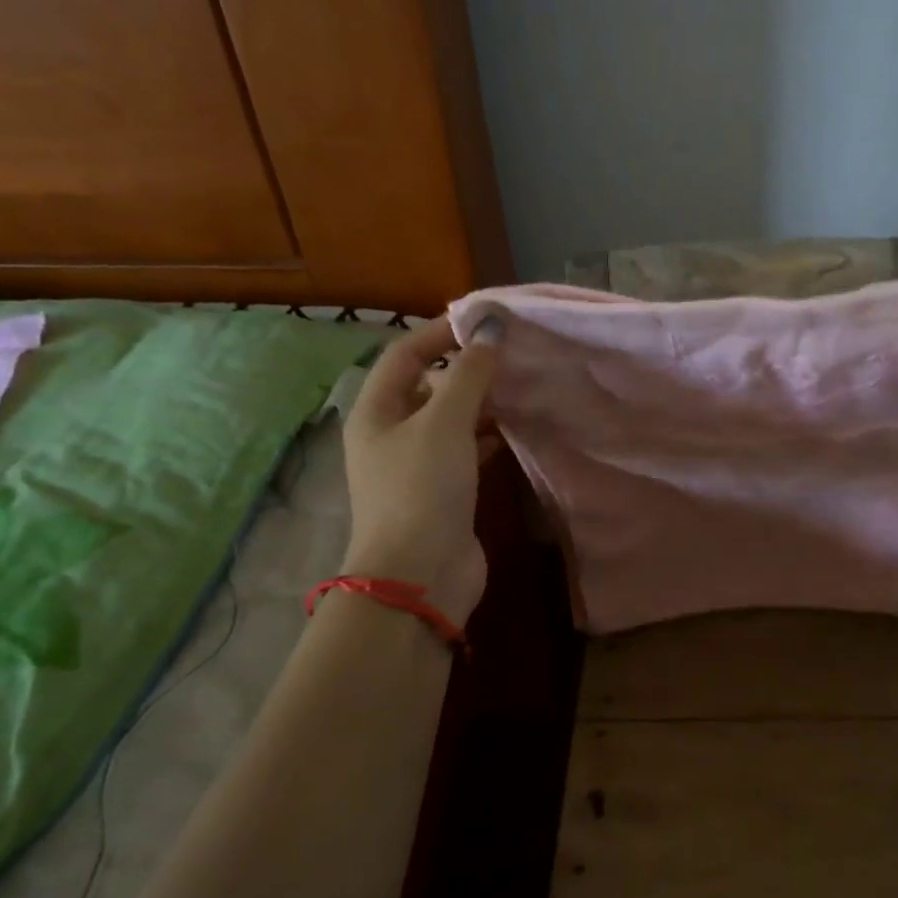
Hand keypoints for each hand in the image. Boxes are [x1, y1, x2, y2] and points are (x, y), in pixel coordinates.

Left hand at [340, 317, 498, 624]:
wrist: (420, 575)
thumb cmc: (422, 489)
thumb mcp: (444, 424)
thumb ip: (469, 375)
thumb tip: (491, 329)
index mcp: (376, 411)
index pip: (406, 354)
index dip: (442, 332)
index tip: (487, 322)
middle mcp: (392, 434)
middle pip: (429, 386)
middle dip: (467, 369)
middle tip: (513, 355)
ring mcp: (418, 466)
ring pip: (451, 420)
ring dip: (481, 404)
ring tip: (521, 387)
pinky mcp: (444, 492)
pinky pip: (466, 451)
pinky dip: (488, 437)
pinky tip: (515, 430)